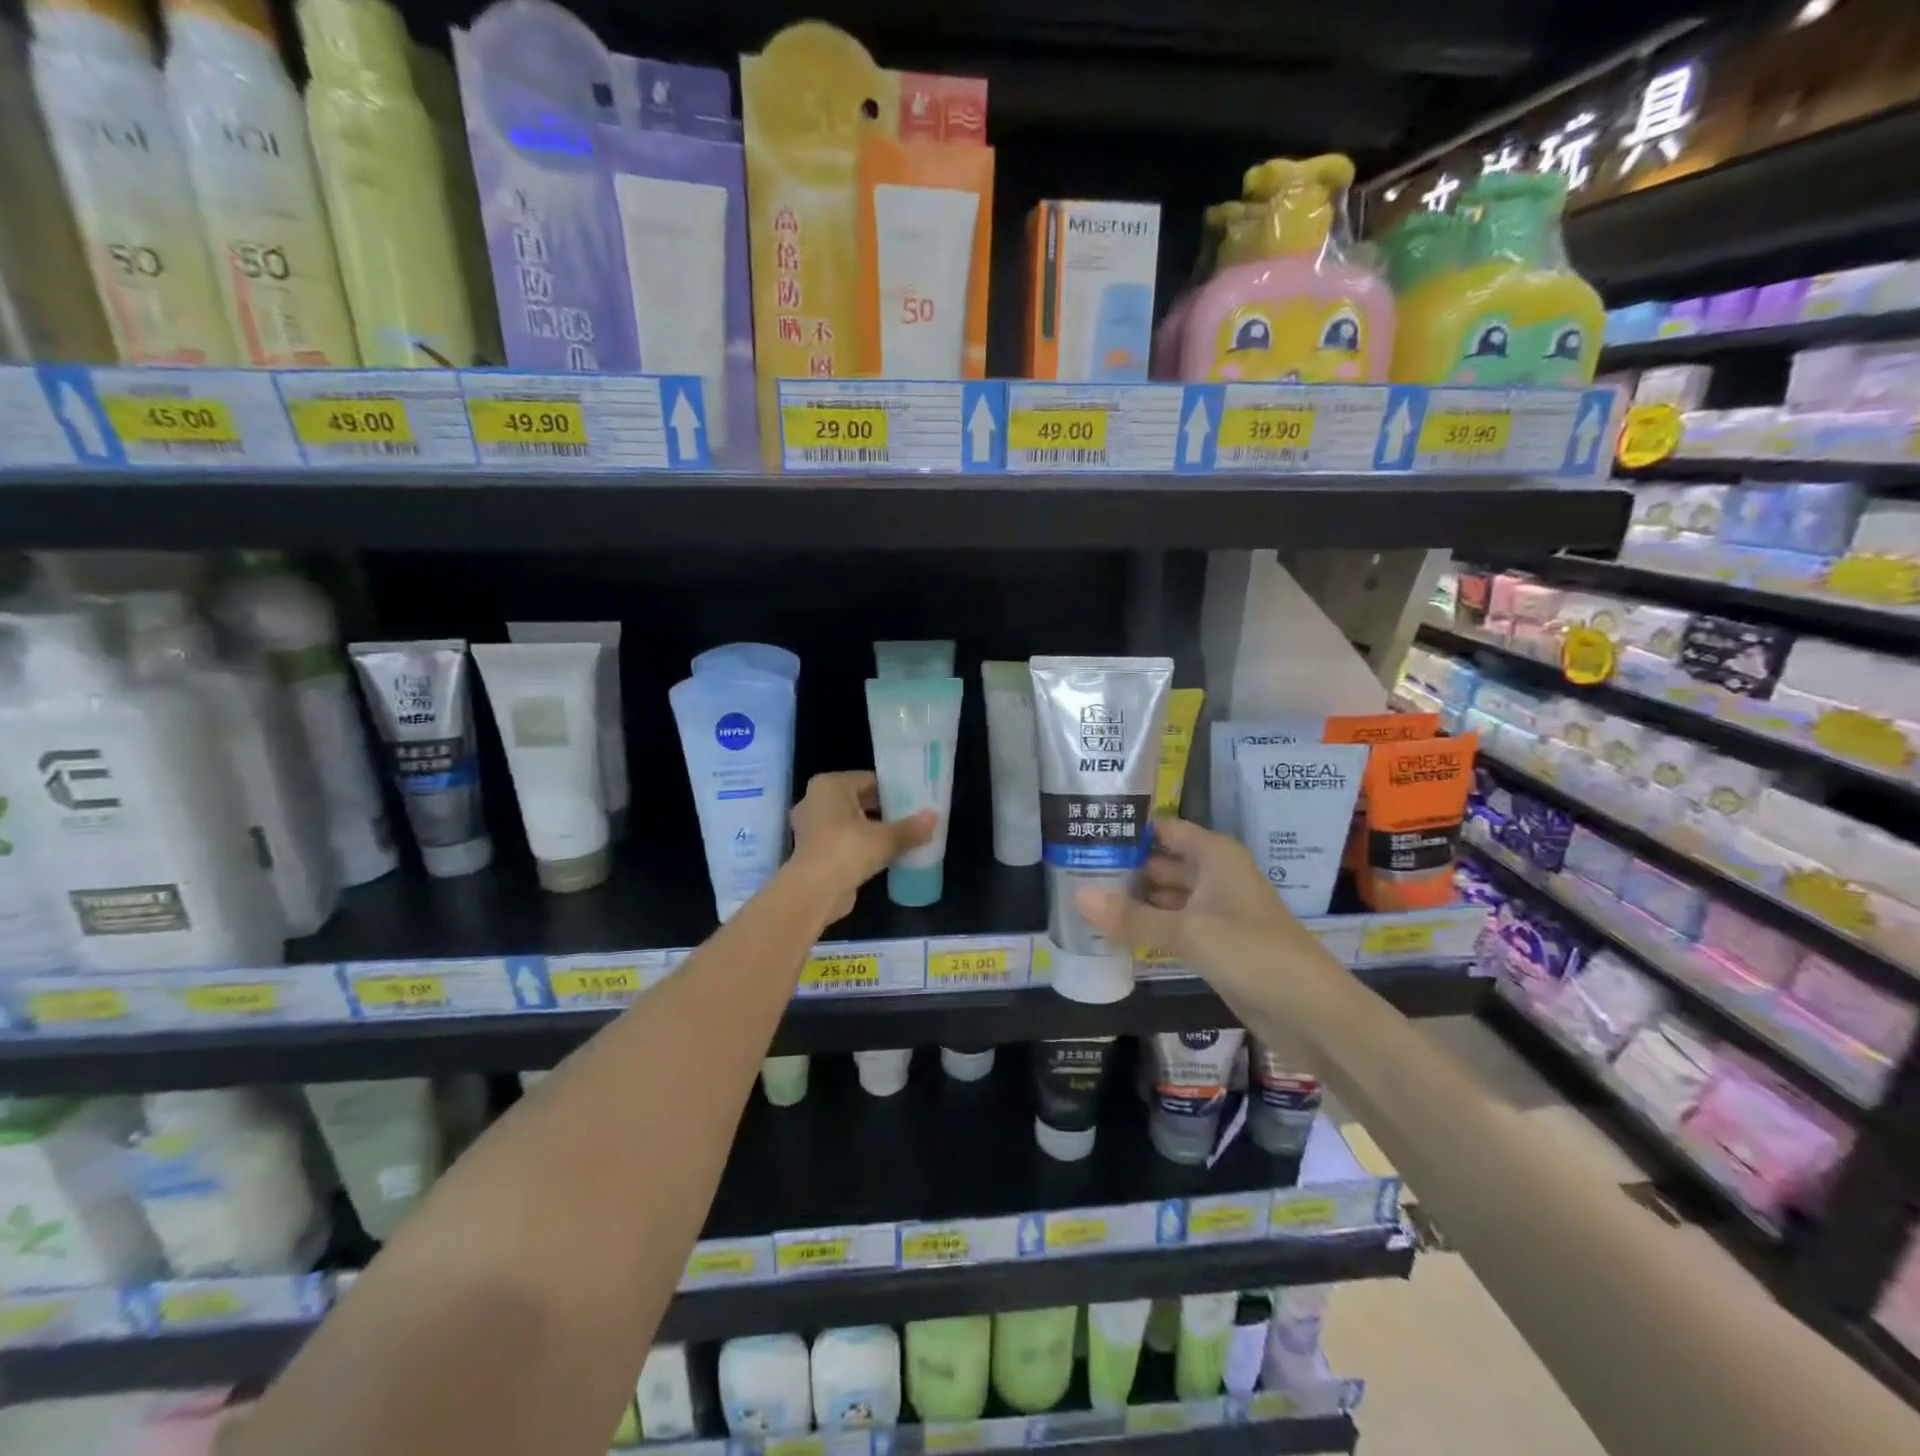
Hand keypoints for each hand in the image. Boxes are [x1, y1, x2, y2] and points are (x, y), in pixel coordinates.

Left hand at [789, 771, 935, 922]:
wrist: (813, 893)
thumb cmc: (846, 851)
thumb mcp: (884, 839)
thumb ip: (910, 828)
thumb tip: (934, 817)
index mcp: (829, 786)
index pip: (868, 779)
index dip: (893, 789)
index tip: (914, 799)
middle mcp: (815, 800)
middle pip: (858, 800)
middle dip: (883, 809)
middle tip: (912, 816)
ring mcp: (810, 827)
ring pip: (850, 822)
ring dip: (872, 829)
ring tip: (902, 836)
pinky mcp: (813, 851)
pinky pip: (843, 840)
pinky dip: (860, 845)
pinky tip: (884, 854)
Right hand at [1075, 817, 1298, 993]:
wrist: (1311, 1011)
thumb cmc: (1252, 953)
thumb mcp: (1187, 932)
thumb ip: (1132, 916)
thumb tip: (1077, 896)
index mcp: (1215, 855)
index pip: (1164, 829)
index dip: (1129, 829)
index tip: (1086, 831)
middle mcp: (1215, 874)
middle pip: (1162, 861)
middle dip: (1124, 866)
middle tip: (1072, 869)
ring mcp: (1216, 910)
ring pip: (1167, 894)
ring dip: (1134, 897)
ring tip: (1083, 897)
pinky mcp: (1216, 942)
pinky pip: (1174, 924)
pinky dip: (1148, 924)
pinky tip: (1114, 930)